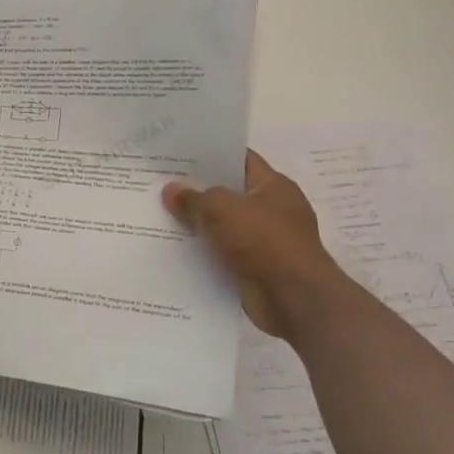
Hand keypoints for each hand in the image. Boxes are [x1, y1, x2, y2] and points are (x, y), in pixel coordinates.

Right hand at [163, 152, 350, 337]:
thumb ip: (194, 198)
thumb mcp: (222, 209)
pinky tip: (173, 247)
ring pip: (222, 225)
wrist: (294, 299)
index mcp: (274, 186)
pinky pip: (222, 253)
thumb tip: (170, 190)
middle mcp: (272, 210)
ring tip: (158, 214)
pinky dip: (202, 252)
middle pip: (228, 193)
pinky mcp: (255, 267)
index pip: (240, 159)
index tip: (178, 153)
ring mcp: (265, 240)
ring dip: (197, 224)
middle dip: (197, 190)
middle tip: (159, 183)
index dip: (210, 155)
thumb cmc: (264, 242)